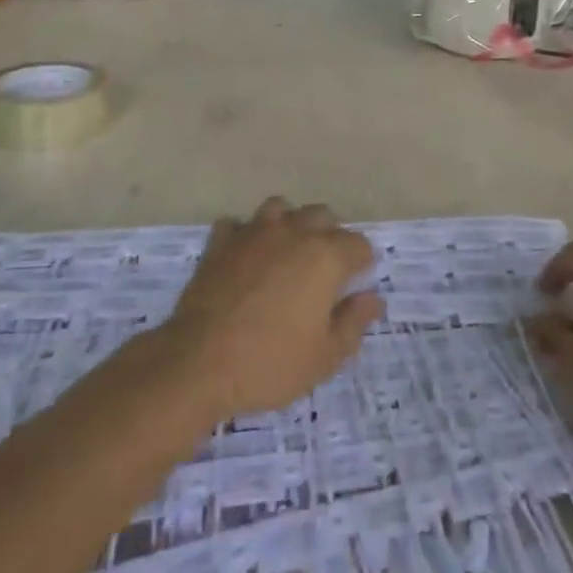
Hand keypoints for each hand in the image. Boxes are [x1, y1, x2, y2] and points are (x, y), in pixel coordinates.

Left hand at [163, 198, 382, 419]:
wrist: (198, 363)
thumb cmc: (270, 363)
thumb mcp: (325, 357)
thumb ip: (354, 322)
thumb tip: (373, 298)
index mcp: (325, 257)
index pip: (358, 244)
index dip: (362, 263)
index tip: (355, 285)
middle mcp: (293, 232)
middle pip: (322, 216)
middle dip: (330, 236)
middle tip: (323, 271)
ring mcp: (253, 232)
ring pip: (280, 208)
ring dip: (288, 224)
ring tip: (285, 253)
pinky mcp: (220, 242)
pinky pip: (237, 225)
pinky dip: (244, 235)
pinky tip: (244, 257)